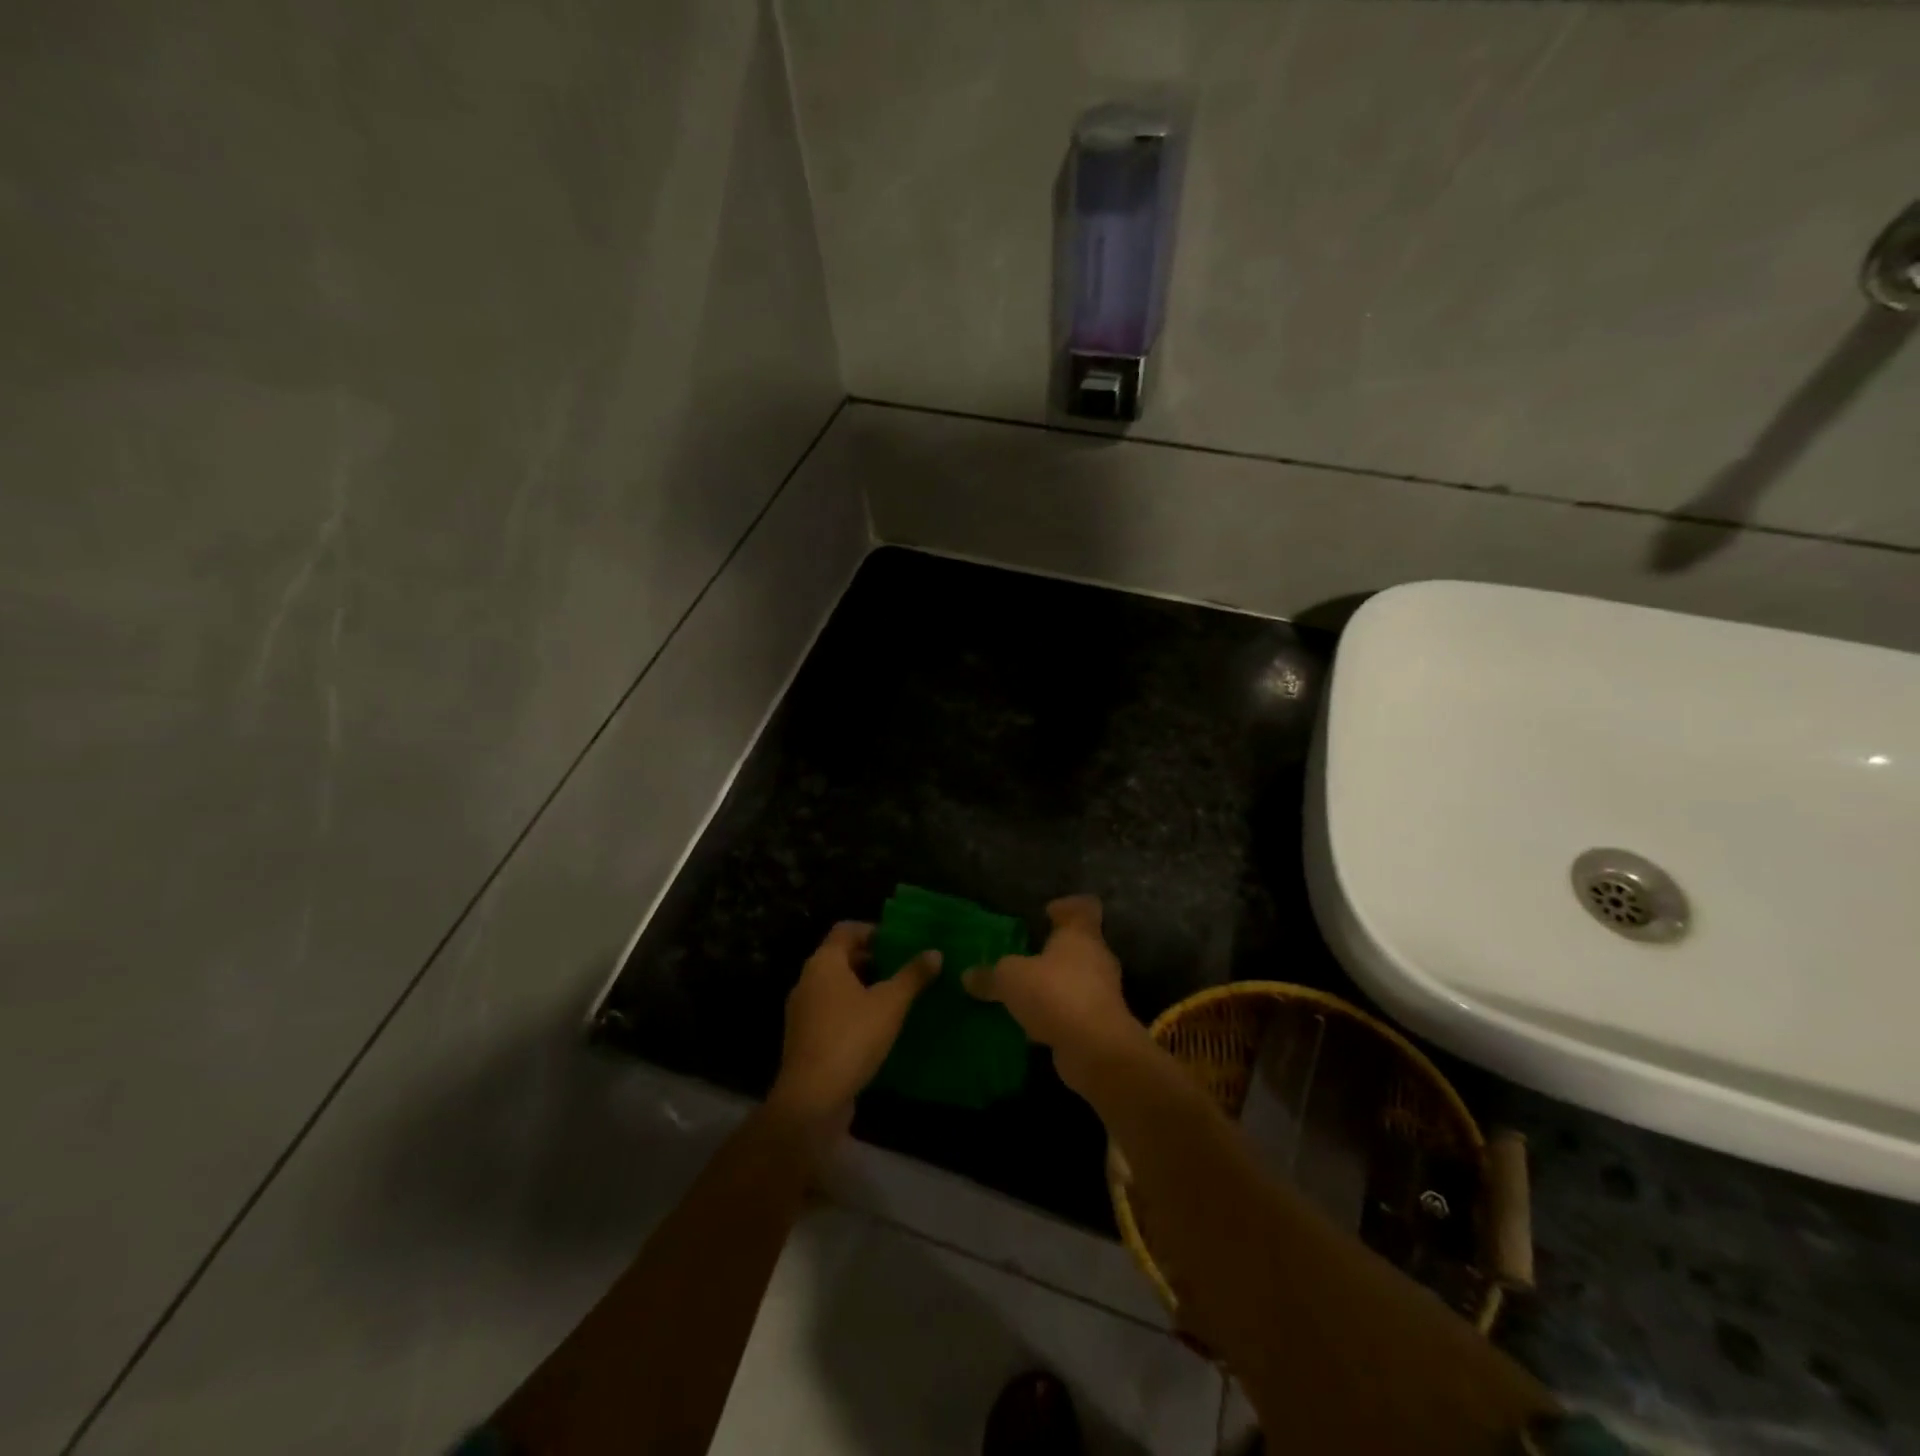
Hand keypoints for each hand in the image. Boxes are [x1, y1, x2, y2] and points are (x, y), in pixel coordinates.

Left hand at [768, 922, 940, 1133]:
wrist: (811, 1099)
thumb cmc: (851, 1038)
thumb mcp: (890, 1004)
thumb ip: (912, 976)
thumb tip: (935, 952)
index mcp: (824, 963)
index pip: (846, 930)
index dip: (873, 930)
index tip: (899, 941)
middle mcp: (808, 980)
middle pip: (841, 957)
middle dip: (873, 960)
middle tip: (904, 967)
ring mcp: (803, 1011)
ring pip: (837, 986)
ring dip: (864, 987)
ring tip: (897, 996)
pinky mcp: (806, 1038)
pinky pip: (832, 1011)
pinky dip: (854, 1010)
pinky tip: (879, 1026)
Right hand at [962, 896, 1140, 1076]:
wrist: (1096, 1049)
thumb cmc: (1056, 994)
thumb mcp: (1011, 979)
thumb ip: (990, 975)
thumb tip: (967, 976)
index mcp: (1081, 935)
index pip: (1084, 908)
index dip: (1067, 906)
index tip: (1047, 913)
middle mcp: (1097, 959)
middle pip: (1079, 945)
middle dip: (1053, 951)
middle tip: (1024, 956)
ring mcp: (1102, 993)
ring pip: (1075, 980)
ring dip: (1052, 986)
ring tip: (1022, 993)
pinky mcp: (1099, 1024)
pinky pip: (1072, 1011)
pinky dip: (1054, 1015)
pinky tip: (1030, 1026)